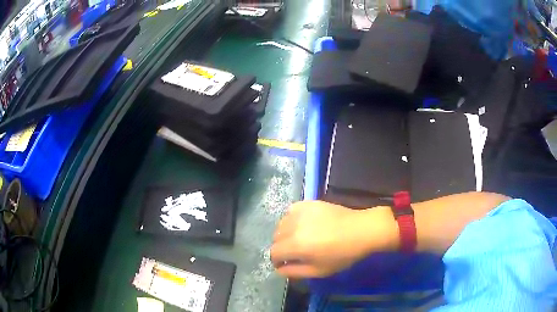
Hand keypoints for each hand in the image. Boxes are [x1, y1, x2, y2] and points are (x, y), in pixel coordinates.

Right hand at [271, 201, 397, 277]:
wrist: (361, 230)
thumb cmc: (342, 254)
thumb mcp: (319, 270)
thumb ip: (295, 271)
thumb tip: (279, 269)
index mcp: (296, 245)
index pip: (274, 252)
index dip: (277, 260)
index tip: (285, 263)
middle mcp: (293, 226)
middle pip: (275, 237)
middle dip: (281, 247)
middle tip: (294, 252)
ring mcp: (301, 212)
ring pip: (281, 224)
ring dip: (284, 233)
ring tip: (298, 238)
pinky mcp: (308, 203)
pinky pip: (290, 210)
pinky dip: (291, 218)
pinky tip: (301, 224)